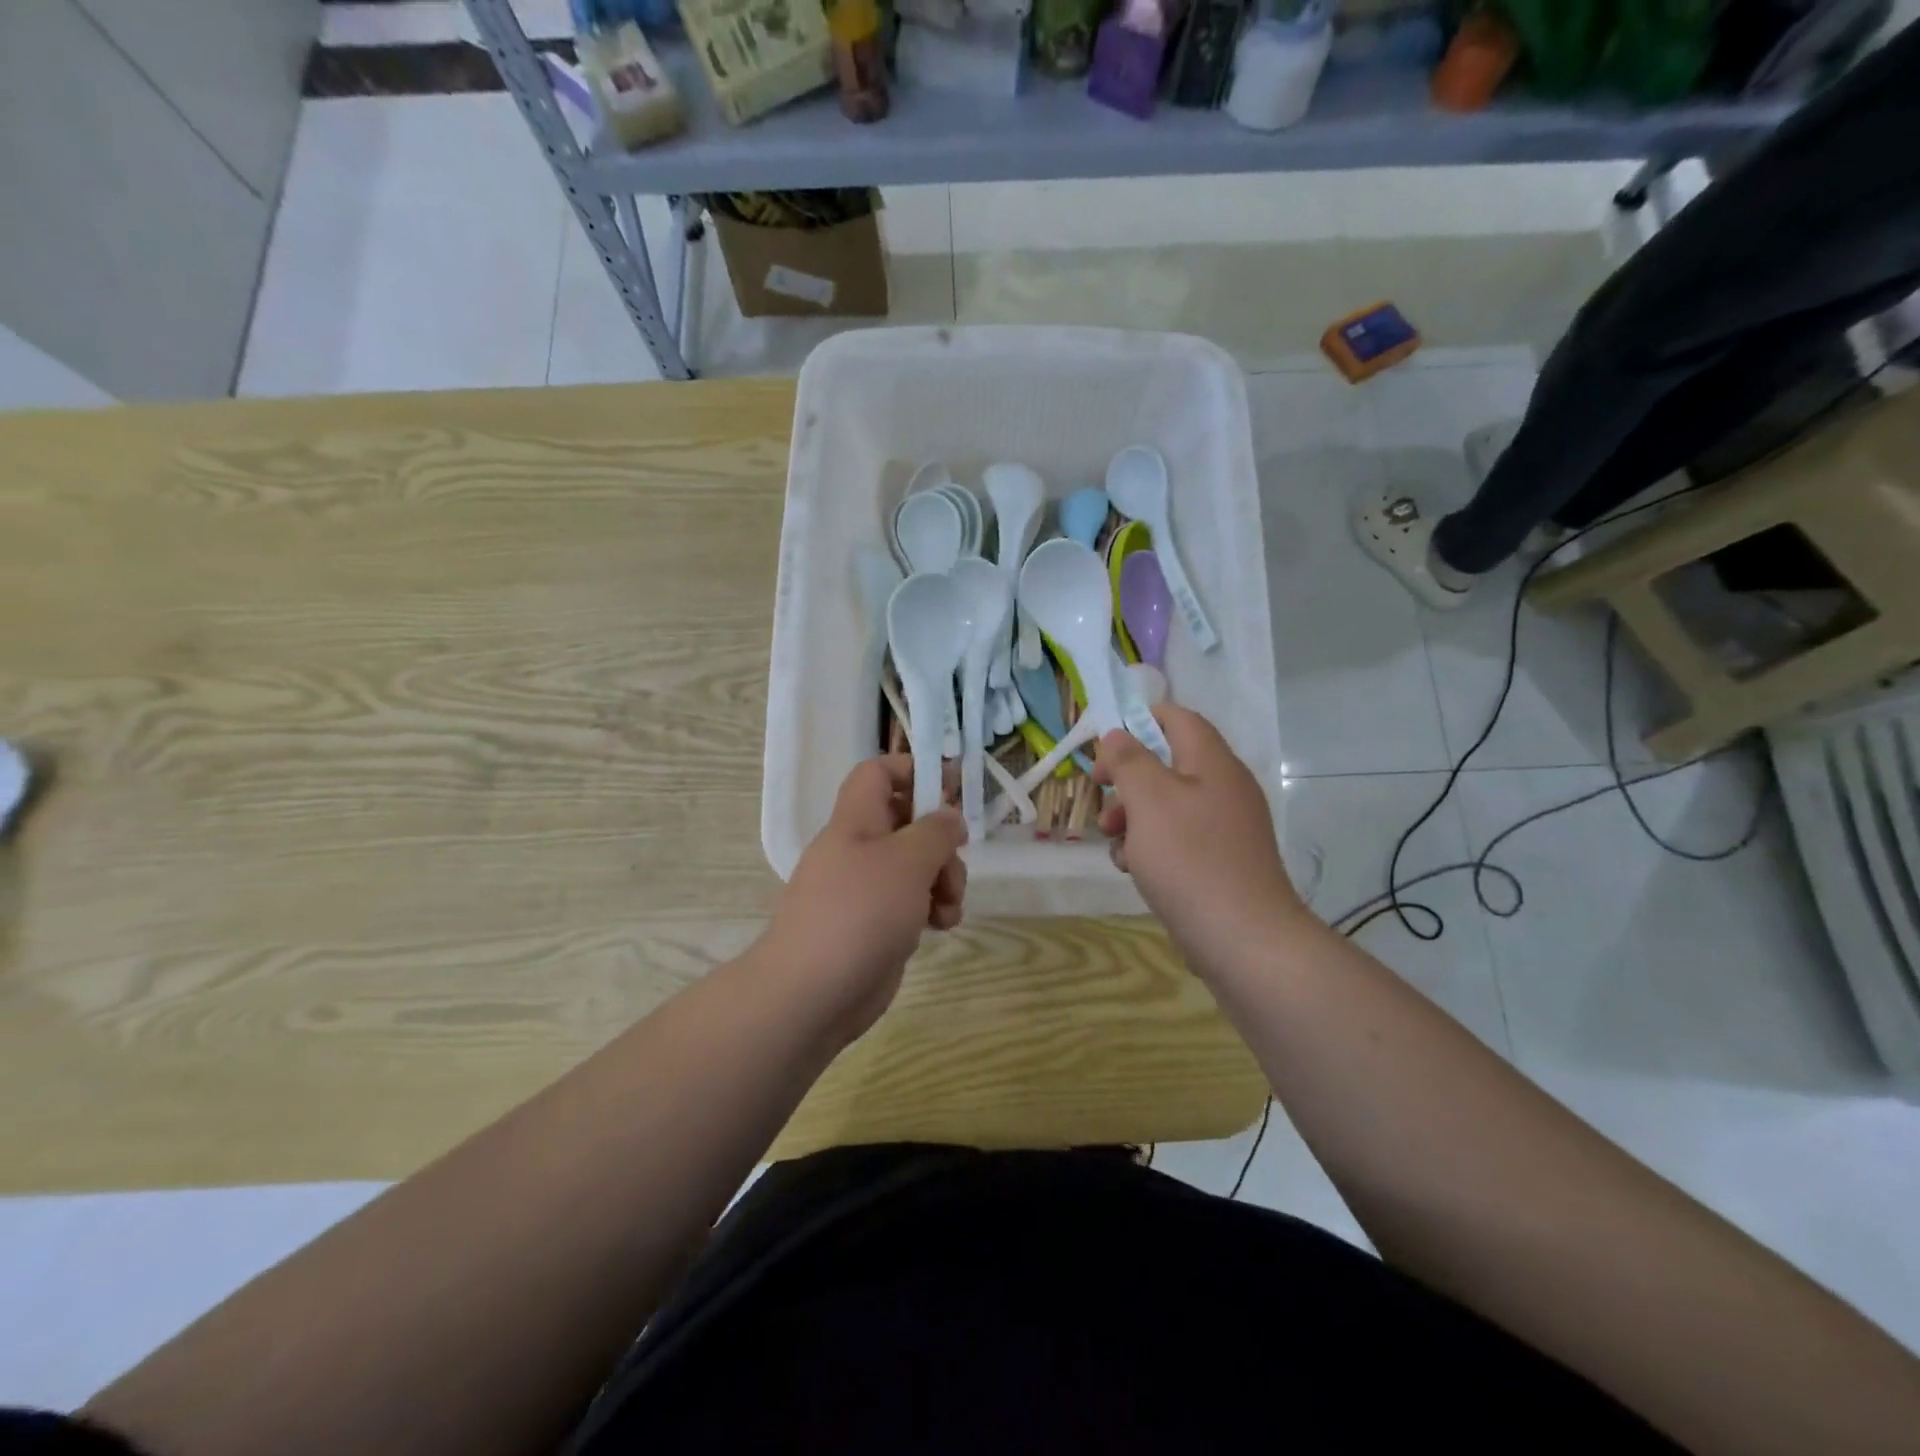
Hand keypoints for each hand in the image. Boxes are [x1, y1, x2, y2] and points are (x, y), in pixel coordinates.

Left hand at [758, 755, 967, 1044]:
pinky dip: (931, 909)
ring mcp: (866, 890)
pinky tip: (942, 927)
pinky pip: (912, 903)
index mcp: (856, 821)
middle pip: (908, 823)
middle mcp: (859, 850)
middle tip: (954, 865)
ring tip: (948, 909)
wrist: (811, 993)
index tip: (952, 787)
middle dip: (941, 842)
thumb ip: (935, 831)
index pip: (878, 773)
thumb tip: (949, 816)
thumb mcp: (907, 861)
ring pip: (916, 867)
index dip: (913, 770)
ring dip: (943, 881)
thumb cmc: (859, 912)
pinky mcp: (876, 925)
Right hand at [1094, 705, 1303, 975]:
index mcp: (1213, 763)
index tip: (1104, 746)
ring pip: (1167, 806)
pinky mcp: (1220, 862)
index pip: (1178, 718)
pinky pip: (1178, 839)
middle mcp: (1224, 788)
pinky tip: (1133, 869)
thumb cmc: (1190, 858)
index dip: (1139, 720)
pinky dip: (1151, 846)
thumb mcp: (1149, 800)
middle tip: (1100, 794)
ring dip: (1132, 816)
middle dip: (1127, 779)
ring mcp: (1225, 828)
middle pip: (1167, 764)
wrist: (1242, 938)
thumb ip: (1130, 760)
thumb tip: (1118, 734)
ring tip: (1113, 842)